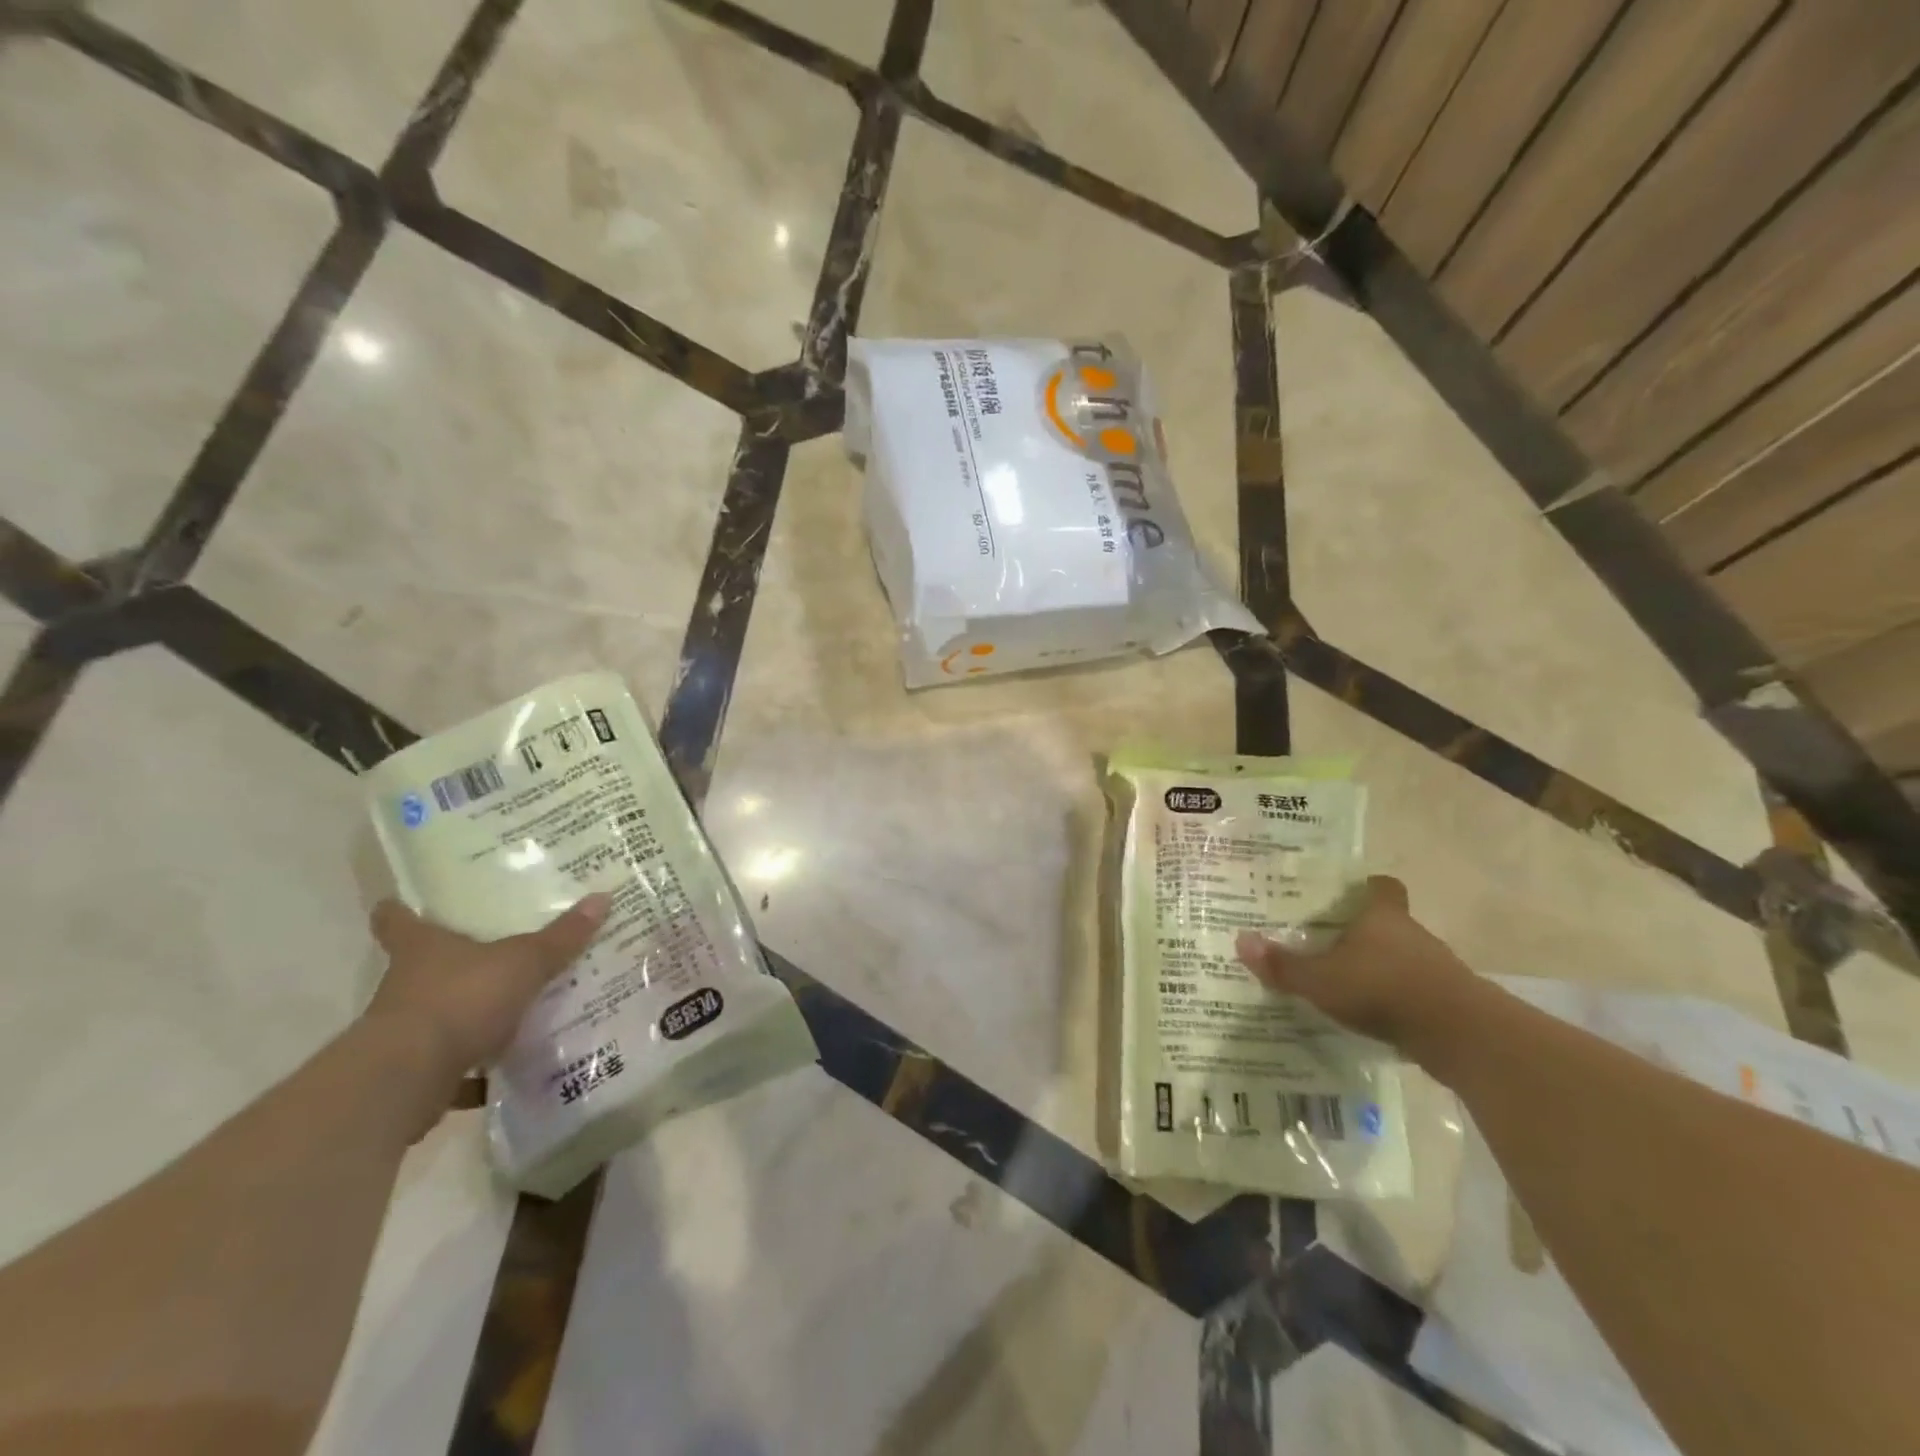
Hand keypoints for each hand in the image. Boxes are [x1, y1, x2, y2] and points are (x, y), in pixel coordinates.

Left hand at [364, 894, 611, 1084]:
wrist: (406, 1080)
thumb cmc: (461, 1000)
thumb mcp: (523, 962)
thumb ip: (561, 937)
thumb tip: (603, 896)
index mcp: (423, 949)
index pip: (398, 921)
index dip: (398, 911)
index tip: (397, 902)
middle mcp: (407, 985)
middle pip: (425, 967)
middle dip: (454, 963)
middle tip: (494, 952)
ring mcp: (407, 1032)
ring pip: (441, 1015)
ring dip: (469, 1016)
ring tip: (514, 1012)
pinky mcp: (416, 1073)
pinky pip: (452, 1065)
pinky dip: (476, 1070)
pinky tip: (508, 1070)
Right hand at [1234, 876, 1476, 1054]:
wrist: (1460, 1036)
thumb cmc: (1383, 989)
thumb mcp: (1320, 980)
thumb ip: (1283, 965)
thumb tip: (1241, 940)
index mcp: (1381, 916)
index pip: (1381, 886)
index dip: (1365, 887)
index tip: (1345, 894)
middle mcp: (1411, 934)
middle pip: (1387, 922)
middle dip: (1361, 932)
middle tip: (1326, 942)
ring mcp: (1434, 967)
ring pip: (1401, 957)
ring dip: (1379, 967)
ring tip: (1344, 982)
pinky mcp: (1446, 1000)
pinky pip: (1414, 990)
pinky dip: (1395, 998)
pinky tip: (1371, 1014)